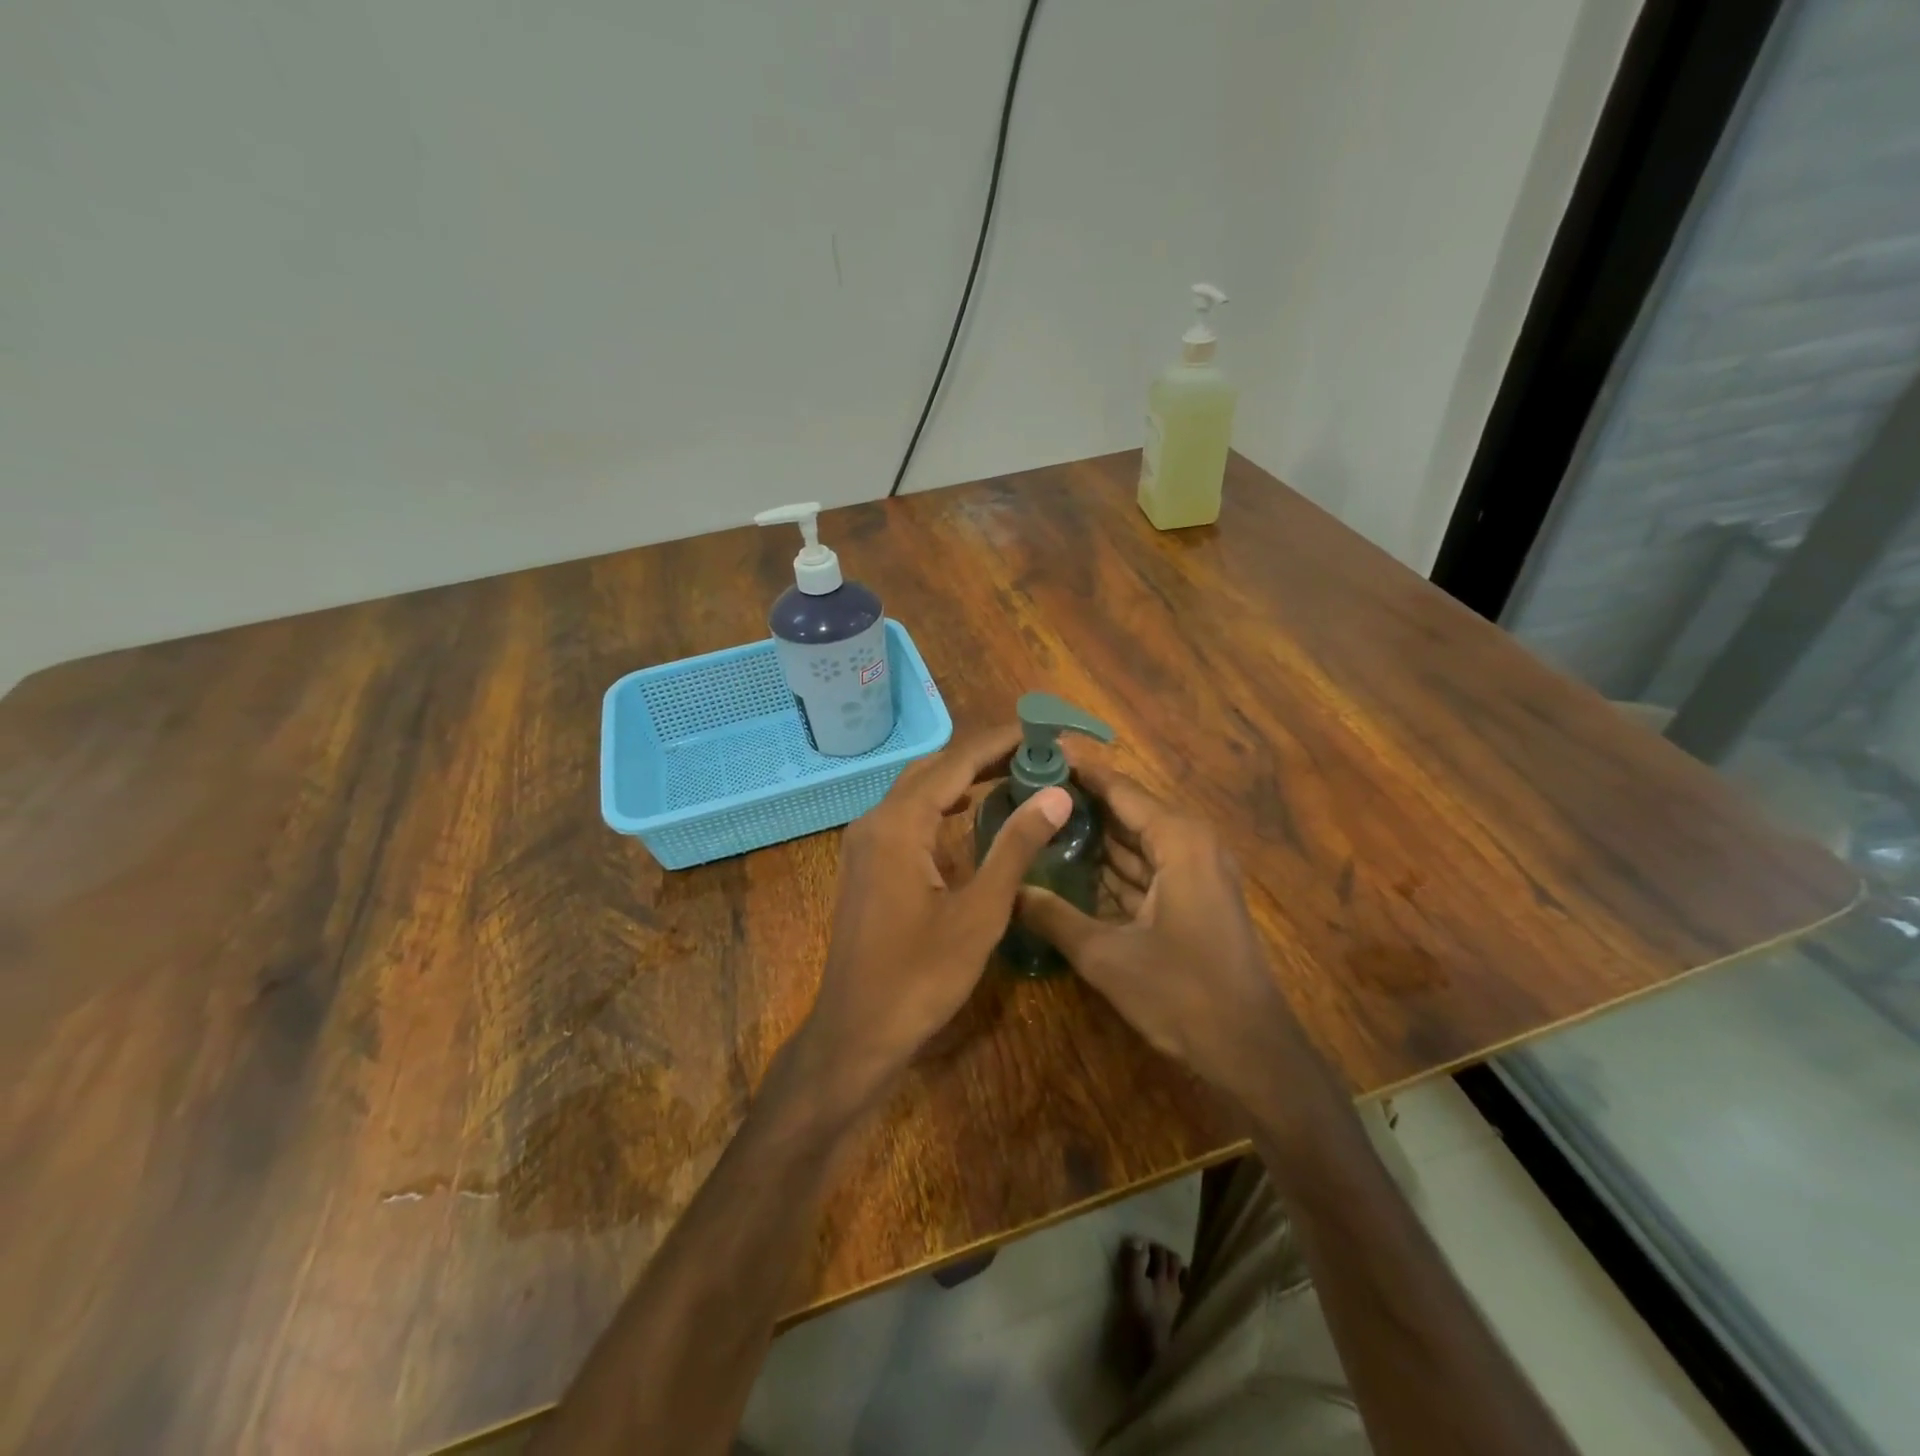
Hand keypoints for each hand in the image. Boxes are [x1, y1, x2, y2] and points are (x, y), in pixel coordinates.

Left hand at [795, 725, 1072, 1103]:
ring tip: (1011, 774)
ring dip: (960, 778)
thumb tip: (1056, 794)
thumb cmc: (921, 976)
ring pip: (916, 791)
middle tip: (1034, 753)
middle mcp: (875, 821)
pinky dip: (940, 805)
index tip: (1042, 731)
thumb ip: (1016, 847)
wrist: (856, 1032)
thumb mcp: (980, 912)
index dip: (1001, 743)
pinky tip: (968, 815)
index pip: (956, 762)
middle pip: (933, 769)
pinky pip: (906, 817)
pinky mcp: (865, 865)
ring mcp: (864, 844)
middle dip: (982, 756)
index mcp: (899, 824)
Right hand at [1016, 764, 1311, 1102]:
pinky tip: (1069, 869)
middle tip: (1023, 794)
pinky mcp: (1193, 898)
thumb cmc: (1182, 993)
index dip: (1077, 770)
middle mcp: (1190, 843)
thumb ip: (1053, 917)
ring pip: (1134, 841)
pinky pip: (1144, 868)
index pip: (1118, 788)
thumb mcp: (1106, 955)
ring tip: (1037, 826)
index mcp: (1178, 839)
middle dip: (1078, 804)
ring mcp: (1195, 871)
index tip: (1036, 754)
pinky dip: (1110, 868)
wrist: (1251, 1050)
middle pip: (1126, 810)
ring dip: (1092, 837)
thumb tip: (1007, 890)